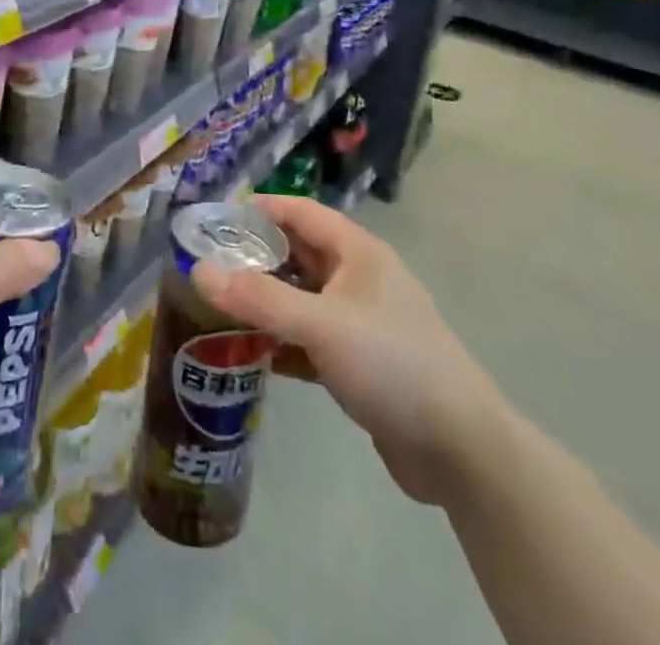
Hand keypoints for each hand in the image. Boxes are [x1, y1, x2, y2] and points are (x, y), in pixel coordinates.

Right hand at [193, 194, 508, 505]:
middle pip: (298, 254)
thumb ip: (260, 298)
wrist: (460, 450)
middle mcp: (359, 278)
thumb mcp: (321, 324)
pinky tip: (251, 354)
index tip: (215, 219)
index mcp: (357, 252)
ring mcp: (361, 321)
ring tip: (217, 307)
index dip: (259, 209)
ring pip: (302, 298)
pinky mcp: (359, 362)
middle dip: (255, 257)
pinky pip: (310, 338)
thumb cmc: (392, 364)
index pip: (300, 212)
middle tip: (207, 266)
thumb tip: (199, 270)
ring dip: (266, 301)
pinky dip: (282, 341)